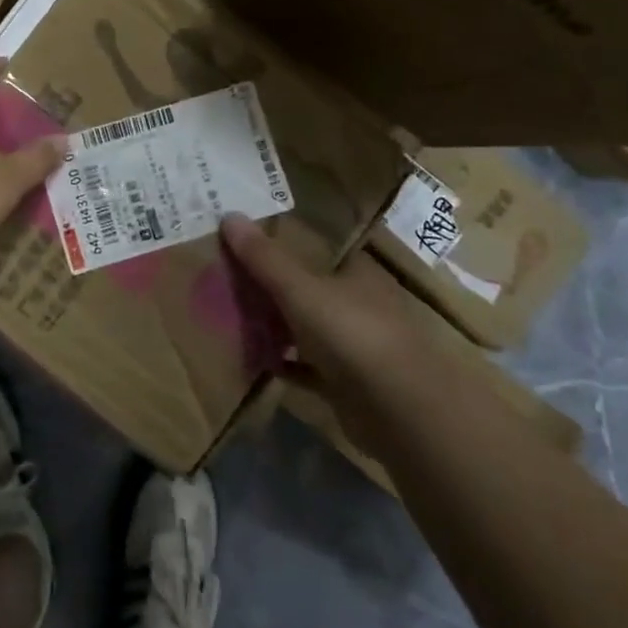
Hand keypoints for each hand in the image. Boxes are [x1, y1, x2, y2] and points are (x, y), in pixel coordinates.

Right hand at [220, 214, 430, 437]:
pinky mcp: (346, 383)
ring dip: (275, 325)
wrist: (401, 413)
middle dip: (271, 285)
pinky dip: (283, 363)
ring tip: (230, 315)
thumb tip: (228, 214)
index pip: (316, 248)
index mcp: (356, 272)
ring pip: (306, 327)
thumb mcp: (301, 290)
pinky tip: (253, 359)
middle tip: (226, 276)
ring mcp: (354, 345)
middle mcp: (358, 303)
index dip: (282, 242)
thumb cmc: (353, 334)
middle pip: (307, 287)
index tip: (244, 240)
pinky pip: (306, 367)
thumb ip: (265, 258)